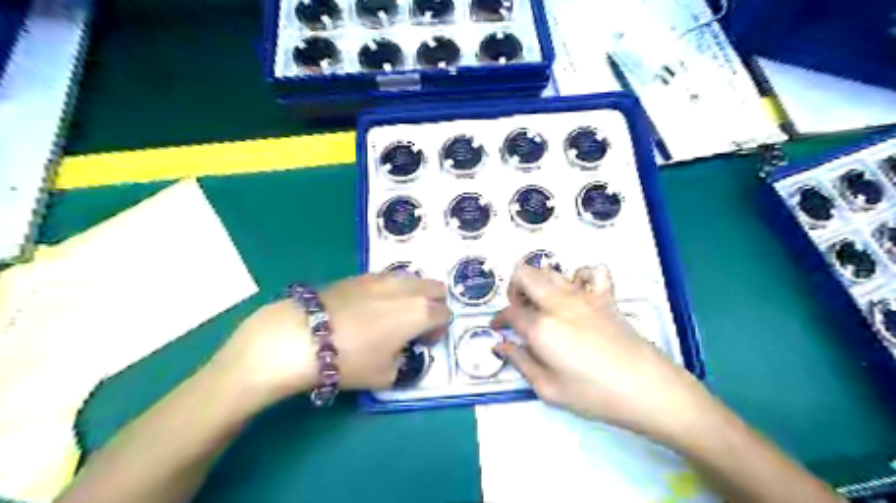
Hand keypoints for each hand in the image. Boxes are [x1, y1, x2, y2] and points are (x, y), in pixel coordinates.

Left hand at [212, 272, 451, 405]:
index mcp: (421, 312)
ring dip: (414, 295)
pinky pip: (389, 279)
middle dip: (434, 305)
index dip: (439, 331)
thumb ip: (405, 364)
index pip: (445, 314)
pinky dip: (391, 290)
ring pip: (413, 280)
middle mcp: (408, 288)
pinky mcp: (362, 275)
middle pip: (436, 288)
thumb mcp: (386, 376)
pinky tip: (372, 307)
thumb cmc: (351, 359)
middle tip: (418, 325)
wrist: (302, 336)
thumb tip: (401, 352)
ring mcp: (384, 277)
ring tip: (395, 315)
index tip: (423, 344)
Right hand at [494, 266, 711, 442]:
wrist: (647, 388)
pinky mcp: (605, 296)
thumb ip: (520, 362)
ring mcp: (583, 295)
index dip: (499, 319)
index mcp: (541, 327)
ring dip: (539, 282)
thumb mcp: (549, 389)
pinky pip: (591, 271)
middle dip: (513, 288)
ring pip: (551, 270)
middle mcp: (558, 302)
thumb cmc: (595, 394)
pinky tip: (577, 293)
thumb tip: (501, 345)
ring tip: (542, 303)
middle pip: (524, 274)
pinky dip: (579, 275)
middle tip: (518, 310)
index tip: (497, 328)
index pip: (510, 312)